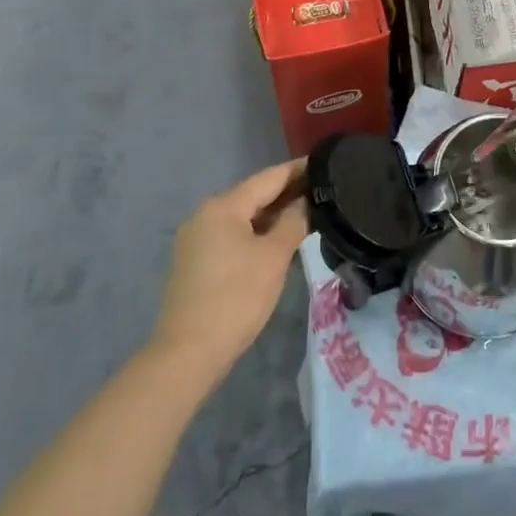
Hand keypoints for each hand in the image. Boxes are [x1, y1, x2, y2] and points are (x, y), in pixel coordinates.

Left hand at [153, 160, 309, 380]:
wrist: (188, 352)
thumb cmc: (237, 297)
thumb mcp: (274, 257)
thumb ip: (293, 222)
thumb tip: (304, 203)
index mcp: (223, 206)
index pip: (269, 177)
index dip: (298, 170)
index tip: (326, 163)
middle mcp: (205, 214)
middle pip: (253, 195)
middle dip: (287, 193)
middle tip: (323, 190)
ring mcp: (196, 239)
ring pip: (242, 217)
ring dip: (272, 215)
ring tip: (307, 213)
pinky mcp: (195, 262)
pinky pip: (232, 236)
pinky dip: (256, 233)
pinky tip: (277, 241)